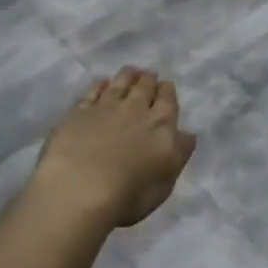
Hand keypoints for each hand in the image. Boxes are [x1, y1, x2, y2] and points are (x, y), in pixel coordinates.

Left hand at [34, 67, 195, 227]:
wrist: (79, 189)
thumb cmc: (128, 195)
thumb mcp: (165, 182)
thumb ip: (178, 154)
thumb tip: (188, 134)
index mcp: (161, 125)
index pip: (168, 100)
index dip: (167, 91)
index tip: (166, 86)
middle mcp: (136, 109)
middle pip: (145, 86)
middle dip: (149, 79)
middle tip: (148, 75)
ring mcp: (105, 107)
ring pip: (120, 82)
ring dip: (128, 75)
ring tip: (130, 71)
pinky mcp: (79, 111)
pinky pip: (93, 91)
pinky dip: (100, 85)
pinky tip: (102, 83)